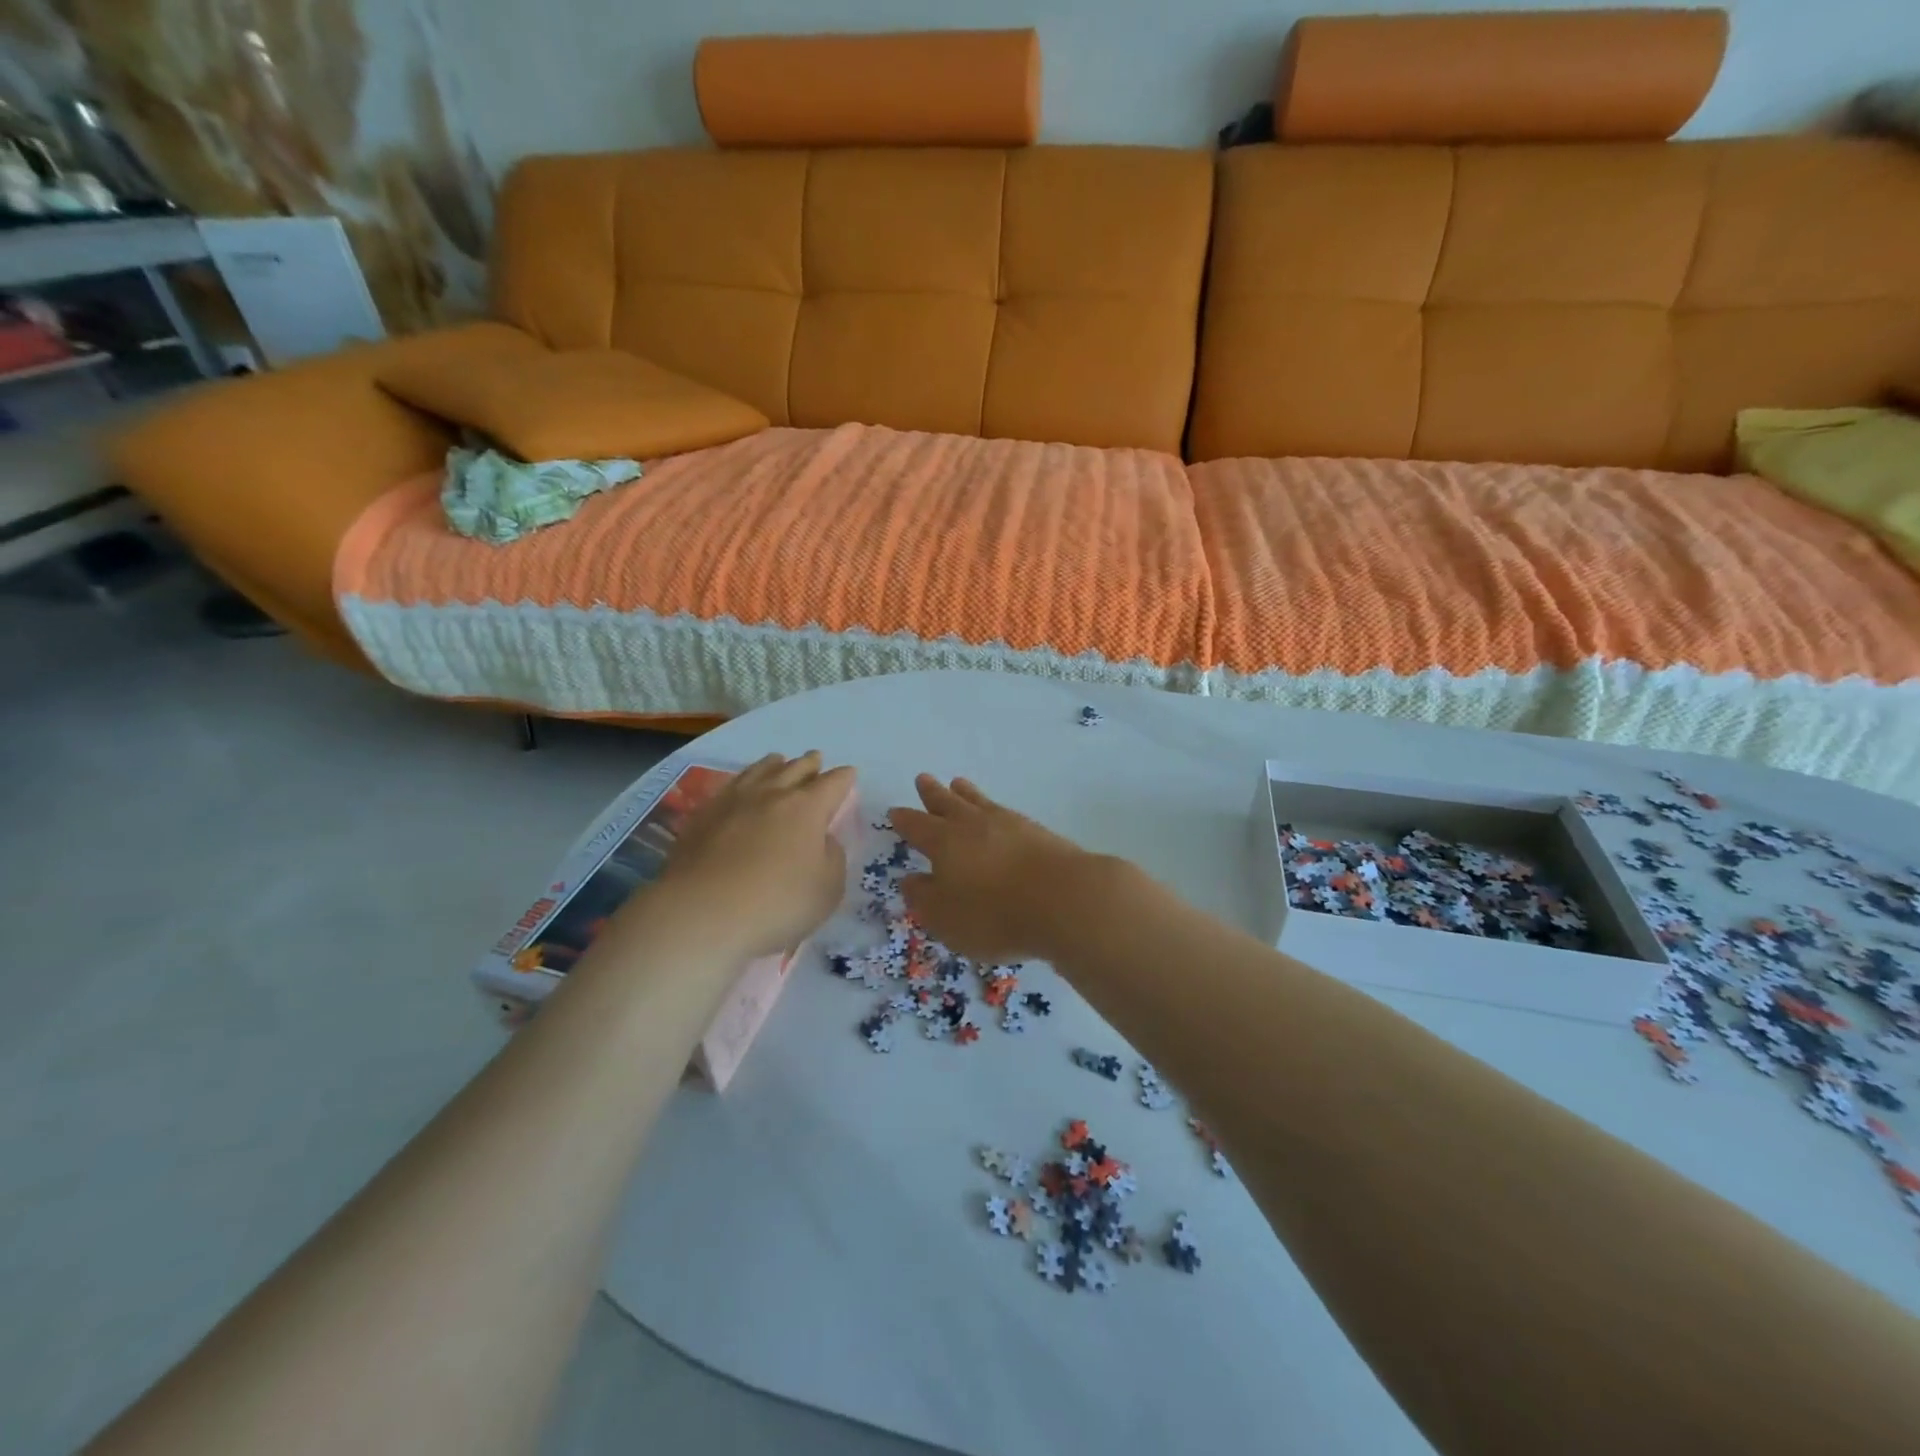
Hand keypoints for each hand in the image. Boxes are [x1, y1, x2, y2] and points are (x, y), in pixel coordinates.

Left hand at [658, 751, 855, 957]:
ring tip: (778, 761)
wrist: (702, 913)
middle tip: (815, 759)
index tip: (849, 774)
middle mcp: (772, 794)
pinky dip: (743, 780)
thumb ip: (833, 858)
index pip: (833, 783)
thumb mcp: (828, 889)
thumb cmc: (777, 903)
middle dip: (810, 764)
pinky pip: (729, 786)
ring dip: (774, 764)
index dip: (844, 778)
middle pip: (795, 769)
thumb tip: (824, 840)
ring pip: (759, 770)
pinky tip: (739, 787)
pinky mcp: (703, 815)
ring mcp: (734, 801)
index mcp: (807, 808)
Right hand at [889, 775, 1106, 961]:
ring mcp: (1008, 824)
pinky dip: (993, 807)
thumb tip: (910, 880)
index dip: (905, 820)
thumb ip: (924, 899)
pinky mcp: (1037, 831)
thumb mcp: (946, 917)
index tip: (895, 811)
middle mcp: (973, 825)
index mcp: (944, 842)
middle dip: (932, 794)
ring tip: (958, 782)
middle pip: (947, 803)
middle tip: (923, 779)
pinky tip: (998, 812)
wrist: (1064, 898)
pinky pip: (1004, 811)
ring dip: (965, 793)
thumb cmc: (994, 914)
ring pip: (979, 801)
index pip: (917, 826)